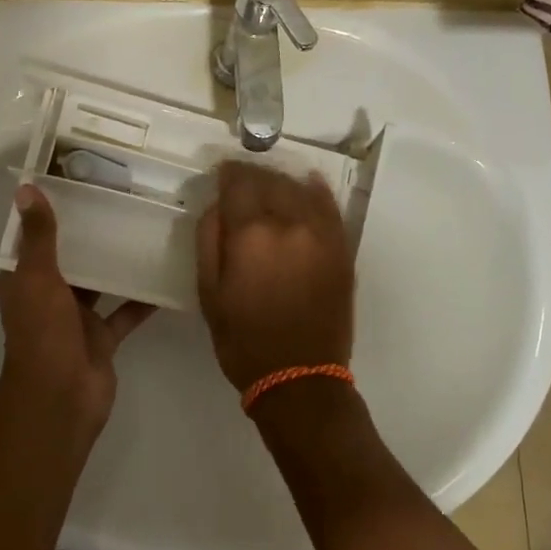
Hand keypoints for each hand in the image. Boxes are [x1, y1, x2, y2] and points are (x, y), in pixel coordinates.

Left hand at [0, 185, 154, 431]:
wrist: (62, 398)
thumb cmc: (43, 334)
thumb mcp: (38, 277)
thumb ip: (39, 236)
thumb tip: (25, 188)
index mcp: (24, 282)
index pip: (33, 241)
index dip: (48, 215)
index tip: (74, 185)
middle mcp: (48, 297)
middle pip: (69, 260)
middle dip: (89, 237)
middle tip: (121, 202)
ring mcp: (77, 320)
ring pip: (99, 284)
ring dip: (116, 264)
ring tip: (145, 231)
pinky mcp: (102, 338)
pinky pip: (125, 312)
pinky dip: (142, 299)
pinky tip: (166, 276)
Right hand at [195, 161, 354, 393]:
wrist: (300, 377)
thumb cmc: (243, 339)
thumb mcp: (208, 293)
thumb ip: (209, 240)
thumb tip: (216, 205)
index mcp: (252, 233)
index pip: (239, 182)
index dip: (227, 173)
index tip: (221, 173)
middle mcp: (291, 223)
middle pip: (271, 180)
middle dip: (253, 176)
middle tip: (241, 182)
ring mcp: (322, 234)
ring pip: (300, 188)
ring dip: (282, 182)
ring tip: (270, 187)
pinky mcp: (342, 248)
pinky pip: (330, 206)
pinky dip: (316, 192)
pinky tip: (308, 186)